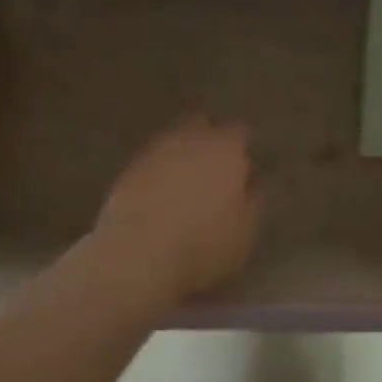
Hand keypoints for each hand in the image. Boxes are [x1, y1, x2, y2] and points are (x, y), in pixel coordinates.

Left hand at [88, 116, 261, 302]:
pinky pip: (150, 162)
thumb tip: (251, 185)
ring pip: (173, 141)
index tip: (244, 166)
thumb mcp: (244, 234)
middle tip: (213, 167)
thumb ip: (253, 202)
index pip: (240, 133)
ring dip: (180, 155)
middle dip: (208, 141)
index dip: (242, 148)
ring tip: (184, 181)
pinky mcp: (129, 169)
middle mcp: (191, 141)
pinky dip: (157, 172)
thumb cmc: (203, 246)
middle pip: (202, 127)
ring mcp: (156, 152)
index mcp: (226, 151)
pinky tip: (158, 194)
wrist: (138, 254)